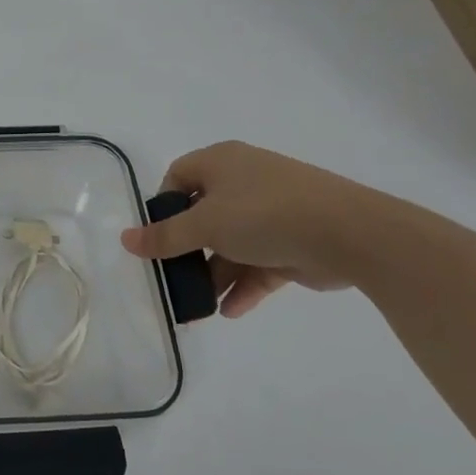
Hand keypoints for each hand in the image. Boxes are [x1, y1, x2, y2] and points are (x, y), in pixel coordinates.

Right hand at [119, 142, 382, 316]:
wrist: (350, 233)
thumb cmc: (264, 214)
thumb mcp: (205, 225)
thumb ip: (165, 236)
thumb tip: (126, 240)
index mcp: (222, 163)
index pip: (179, 177)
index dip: (164, 207)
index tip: (158, 238)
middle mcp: (245, 182)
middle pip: (203, 216)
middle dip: (188, 251)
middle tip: (173, 277)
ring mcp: (272, 213)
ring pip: (231, 245)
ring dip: (214, 275)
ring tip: (198, 306)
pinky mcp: (294, 243)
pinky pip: (259, 265)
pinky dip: (243, 286)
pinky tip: (229, 311)